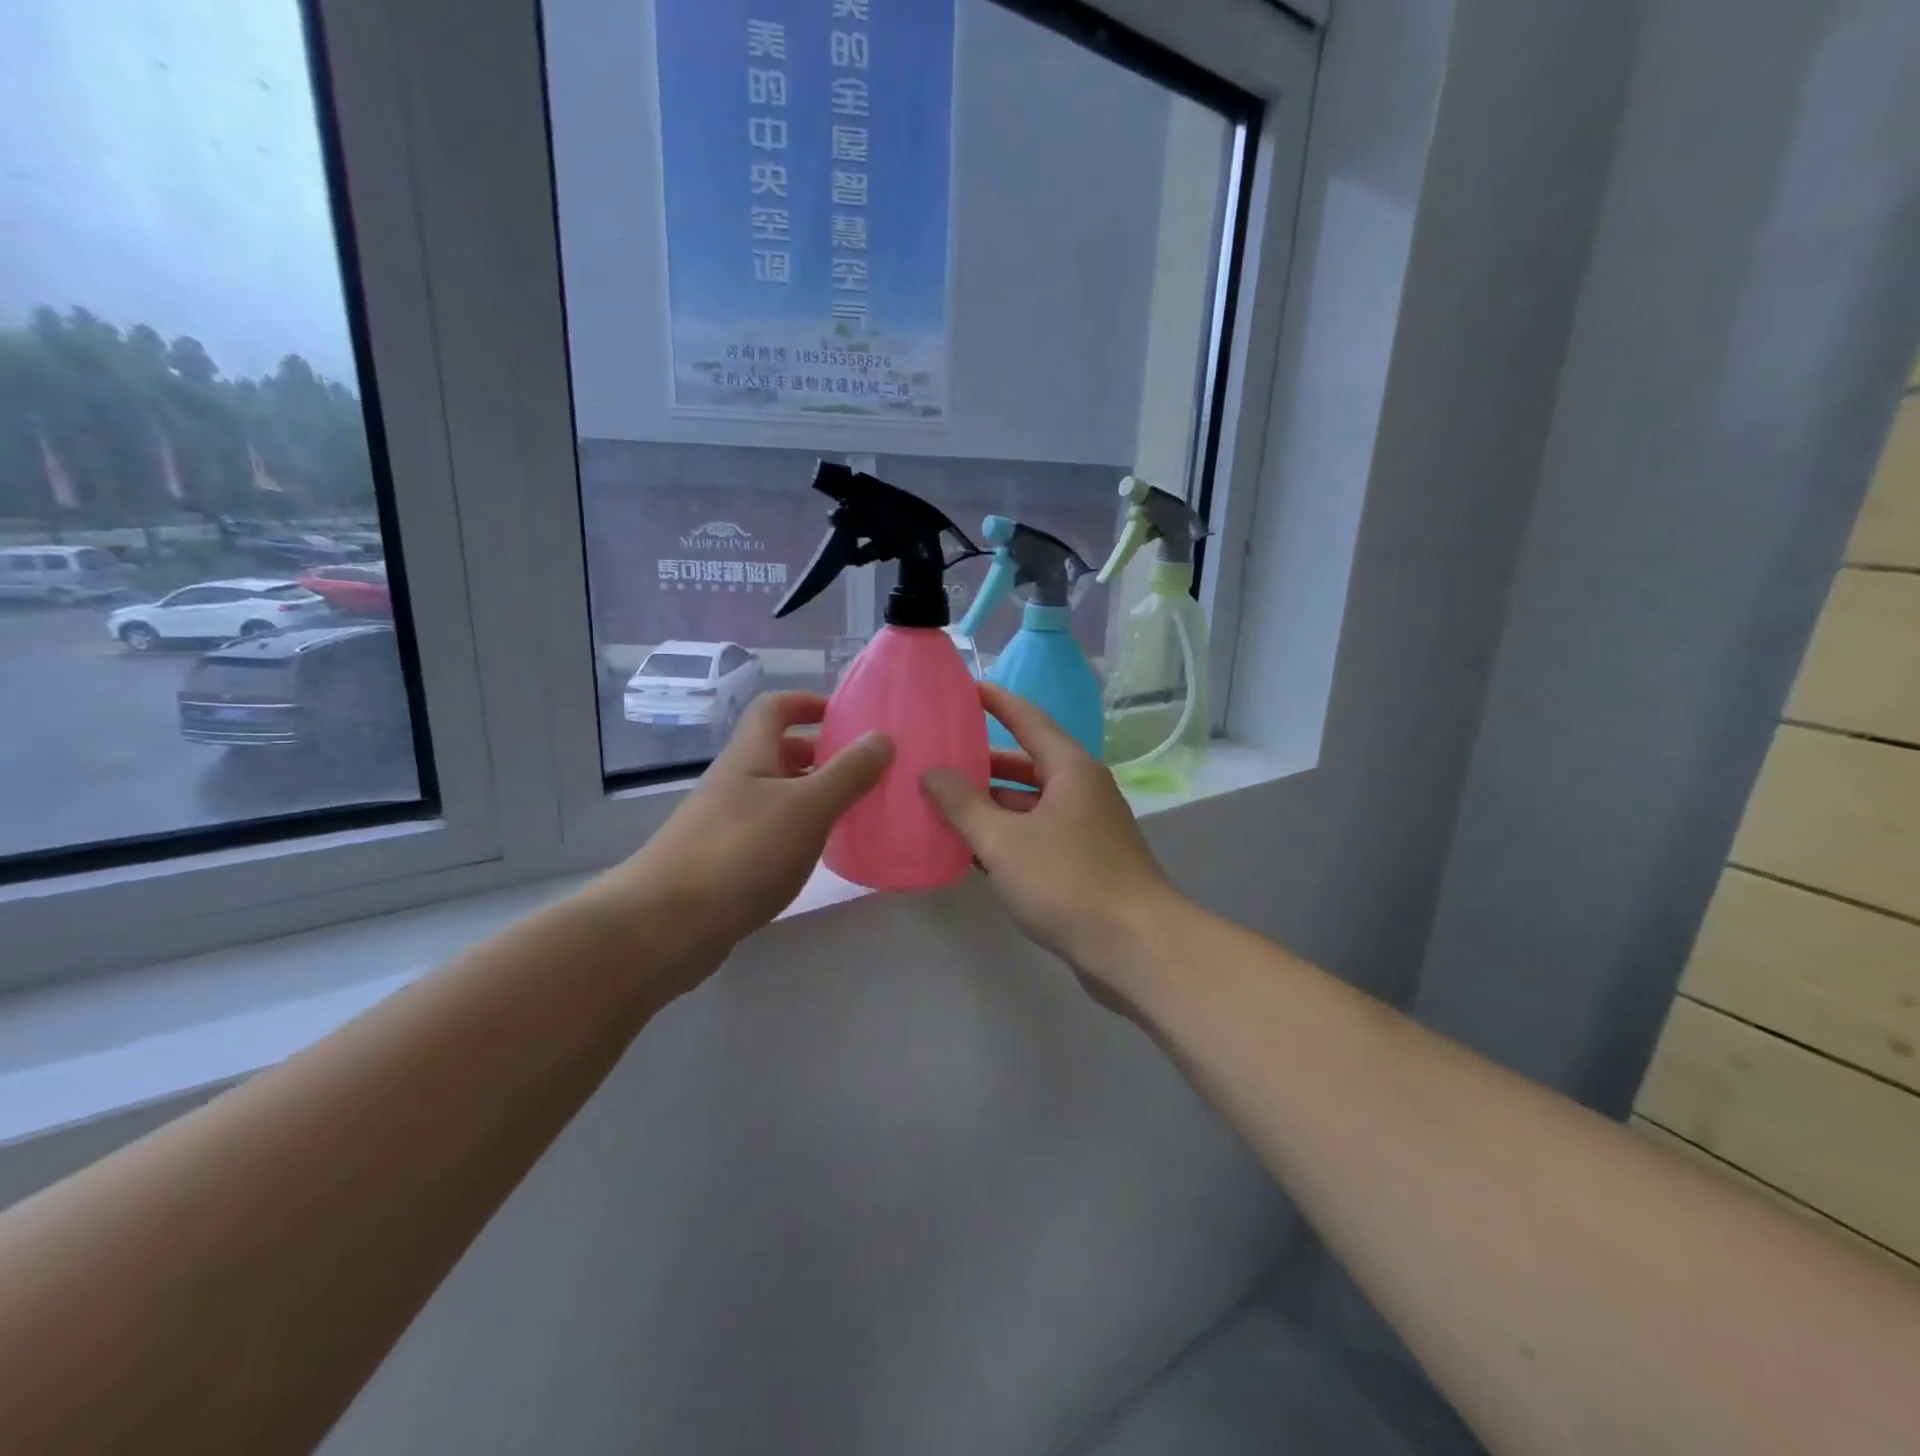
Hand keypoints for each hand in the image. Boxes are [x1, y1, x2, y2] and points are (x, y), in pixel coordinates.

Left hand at [602, 692, 892, 951]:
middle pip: (778, 752)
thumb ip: (848, 773)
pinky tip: (819, 855)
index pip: (775, 708)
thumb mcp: (806, 807)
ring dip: (813, 796)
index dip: (808, 703)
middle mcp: (735, 782)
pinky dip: (798, 833)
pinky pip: (770, 832)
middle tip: (864, 771)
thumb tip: (882, 737)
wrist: (665, 925)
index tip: (848, 718)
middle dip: (821, 754)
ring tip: (854, 812)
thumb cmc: (741, 852)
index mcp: (750, 755)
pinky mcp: (725, 862)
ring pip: (776, 795)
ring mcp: (726, 823)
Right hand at [920, 683, 1180, 979]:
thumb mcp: (1004, 841)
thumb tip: (932, 772)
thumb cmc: (1068, 882)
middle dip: (982, 761)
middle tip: (938, 757)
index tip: (964, 687)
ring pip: (1030, 803)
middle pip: (1026, 763)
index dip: (995, 701)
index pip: (1027, 719)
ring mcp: (1086, 827)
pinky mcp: (1085, 861)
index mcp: (1070, 769)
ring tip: (943, 804)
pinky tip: (972, 850)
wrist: (1135, 947)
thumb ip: (963, 804)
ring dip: (991, 804)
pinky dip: (1007, 836)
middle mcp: (1082, 789)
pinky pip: (1037, 834)